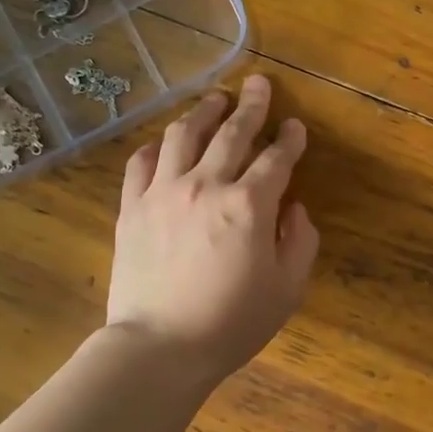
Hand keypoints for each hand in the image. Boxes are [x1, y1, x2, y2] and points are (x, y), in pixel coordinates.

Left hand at [107, 74, 319, 379]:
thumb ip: (299, 241)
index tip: (295, 126)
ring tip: (215, 98)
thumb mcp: (287, 289)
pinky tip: (166, 141)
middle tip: (258, 84)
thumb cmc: (231, 323)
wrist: (160, 347)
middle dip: (251, 105)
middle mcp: (206, 185)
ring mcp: (164, 192)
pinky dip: (158, 145)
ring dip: (204, 111)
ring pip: (185, 135)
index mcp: (249, 205)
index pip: (276, 158)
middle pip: (232, 133)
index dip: (290, 139)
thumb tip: (294, 209)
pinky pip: (142, 162)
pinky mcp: (132, 207)